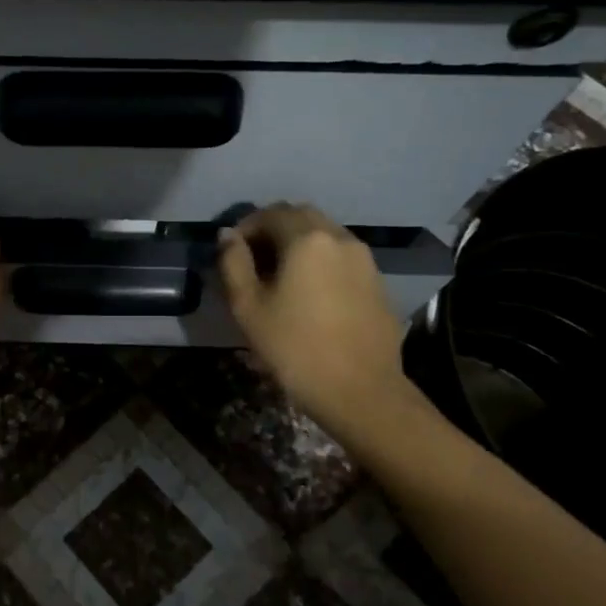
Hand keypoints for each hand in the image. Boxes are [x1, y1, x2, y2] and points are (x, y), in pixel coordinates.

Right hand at [219, 203, 424, 438]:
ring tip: (279, 278)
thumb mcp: (248, 307)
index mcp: (307, 239)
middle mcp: (340, 238)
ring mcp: (364, 259)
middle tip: (253, 261)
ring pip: (324, 236)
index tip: (230, 251)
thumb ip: (234, 263)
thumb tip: (228, 236)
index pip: (270, 214)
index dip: (246, 227)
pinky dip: (320, 262)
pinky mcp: (377, 282)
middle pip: (301, 217)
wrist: (361, 391)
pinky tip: (309, 294)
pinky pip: (341, 258)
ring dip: (298, 245)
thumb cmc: (295, 348)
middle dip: (273, 230)